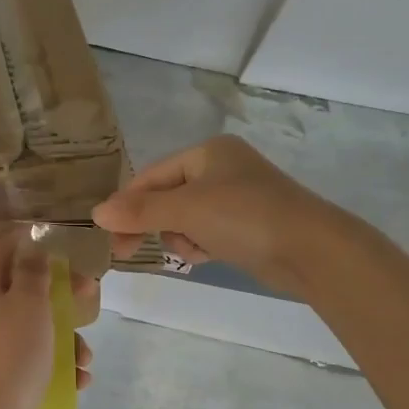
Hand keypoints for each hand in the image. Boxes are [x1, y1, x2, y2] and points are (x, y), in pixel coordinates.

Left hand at [0, 228, 96, 408]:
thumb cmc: (10, 356)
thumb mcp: (27, 304)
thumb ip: (33, 272)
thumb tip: (32, 246)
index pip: (2, 248)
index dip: (28, 238)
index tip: (60, 237)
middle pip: (26, 288)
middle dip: (62, 291)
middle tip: (90, 292)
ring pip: (38, 327)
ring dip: (67, 337)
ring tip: (85, 356)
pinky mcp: (7, 376)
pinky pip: (38, 360)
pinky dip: (60, 367)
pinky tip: (79, 380)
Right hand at [92, 136, 330, 293]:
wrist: (312, 249)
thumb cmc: (245, 217)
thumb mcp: (186, 210)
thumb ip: (139, 212)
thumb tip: (96, 213)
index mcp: (207, 152)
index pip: (151, 176)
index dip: (128, 204)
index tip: (109, 234)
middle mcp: (221, 169)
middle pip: (165, 198)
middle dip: (153, 224)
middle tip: (127, 252)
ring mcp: (235, 197)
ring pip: (184, 219)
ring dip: (180, 237)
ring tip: (195, 250)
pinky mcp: (246, 224)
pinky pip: (206, 232)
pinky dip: (201, 244)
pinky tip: (209, 256)